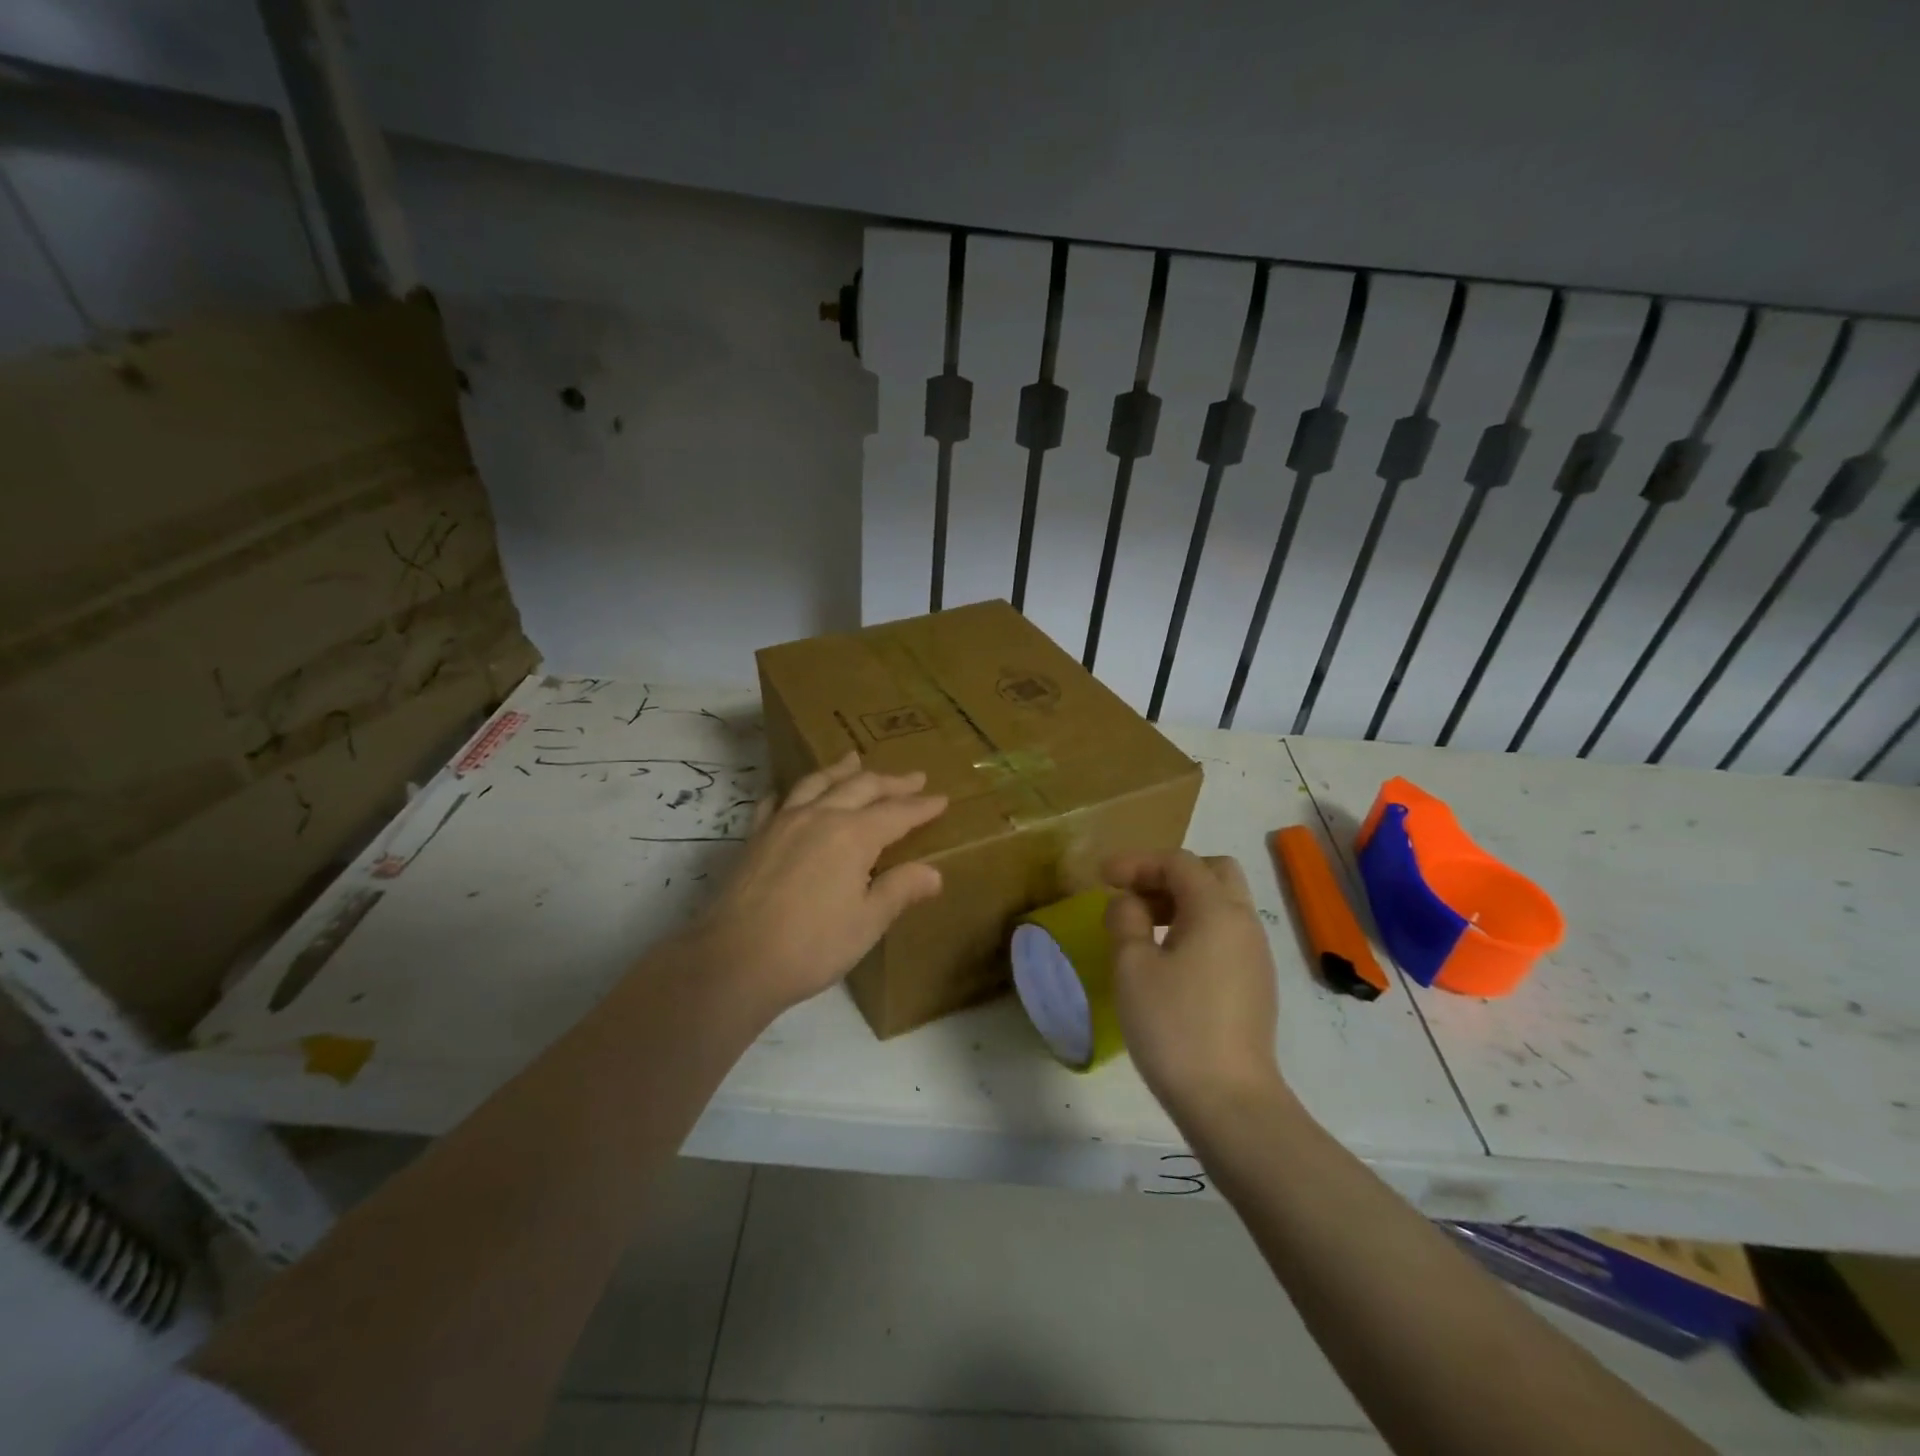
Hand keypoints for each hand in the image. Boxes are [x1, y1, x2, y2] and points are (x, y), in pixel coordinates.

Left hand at [691, 752, 946, 1014]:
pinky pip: (777, 801)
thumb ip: (900, 890)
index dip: (921, 807)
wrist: (735, 960)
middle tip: (914, 776)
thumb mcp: (867, 922)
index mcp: (853, 835)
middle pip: (861, 788)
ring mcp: (783, 822)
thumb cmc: (811, 946)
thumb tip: (933, 873)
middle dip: (891, 782)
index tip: (941, 799)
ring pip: (818, 782)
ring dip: (841, 770)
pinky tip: (792, 792)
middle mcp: (820, 816)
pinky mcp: (756, 836)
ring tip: (854, 758)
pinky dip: (791, 790)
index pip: (896, 813)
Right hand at [1104, 850, 1284, 1125]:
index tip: (1102, 877)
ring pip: (1222, 903)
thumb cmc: (1174, 1026)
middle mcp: (1244, 923)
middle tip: (1134, 894)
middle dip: (1169, 873)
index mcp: (1217, 910)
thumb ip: (1126, 920)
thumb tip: (1129, 903)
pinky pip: (1226, 932)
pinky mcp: (1256, 983)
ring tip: (1143, 925)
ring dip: (1183, 900)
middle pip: (1213, 871)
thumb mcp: (1133, 967)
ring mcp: (1255, 954)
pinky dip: (1196, 926)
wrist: (1230, 1101)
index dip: (1137, 862)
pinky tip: (1168, 957)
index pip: (1178, 862)